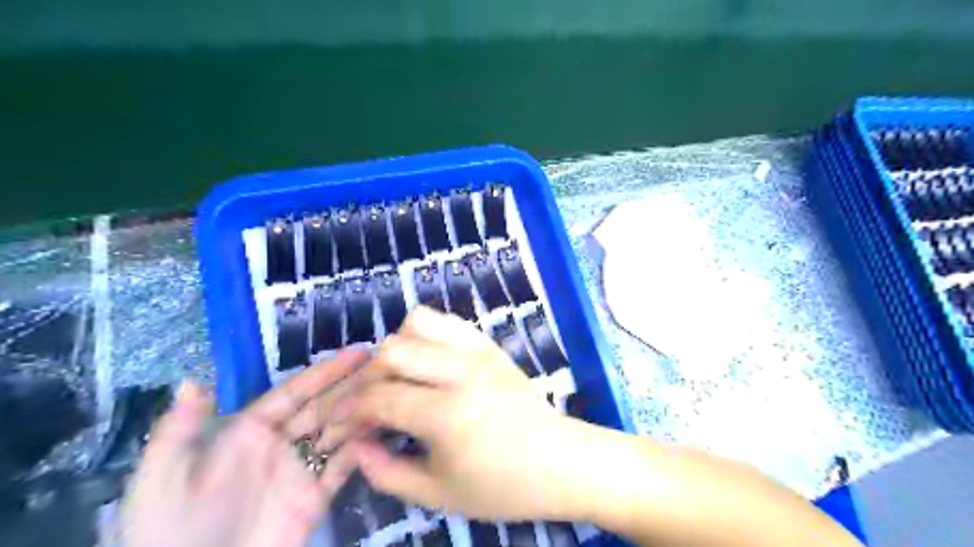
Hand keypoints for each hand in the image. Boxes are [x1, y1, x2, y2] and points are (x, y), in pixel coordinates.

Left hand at [120, 350, 364, 545]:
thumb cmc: (171, 532)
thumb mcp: (160, 480)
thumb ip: (178, 431)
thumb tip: (193, 381)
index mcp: (249, 431)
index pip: (295, 392)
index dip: (326, 371)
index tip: (358, 352)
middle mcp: (280, 444)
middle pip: (324, 406)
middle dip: (353, 384)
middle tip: (386, 365)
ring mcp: (300, 470)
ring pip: (339, 431)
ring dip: (363, 411)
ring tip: (392, 390)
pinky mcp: (315, 498)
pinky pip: (344, 466)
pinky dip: (363, 448)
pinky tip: (383, 429)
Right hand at [339, 308, 580, 520]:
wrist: (561, 461)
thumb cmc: (504, 486)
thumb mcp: (440, 494)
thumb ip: (387, 472)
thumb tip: (355, 445)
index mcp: (447, 413)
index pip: (380, 397)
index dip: (351, 410)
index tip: (340, 423)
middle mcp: (460, 371)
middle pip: (392, 351)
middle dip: (368, 377)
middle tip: (368, 403)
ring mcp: (478, 351)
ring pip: (418, 323)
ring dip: (397, 348)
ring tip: (399, 378)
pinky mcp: (490, 344)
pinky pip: (448, 321)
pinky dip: (426, 334)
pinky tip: (427, 362)